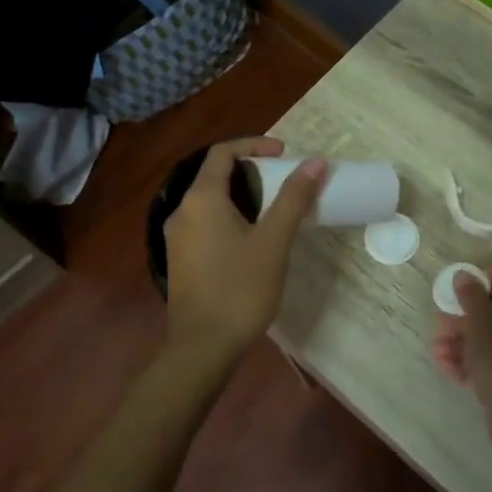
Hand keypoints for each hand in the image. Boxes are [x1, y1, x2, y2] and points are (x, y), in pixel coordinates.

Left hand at [164, 137, 326, 370]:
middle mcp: (181, 211)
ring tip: (274, 209)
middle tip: (283, 182)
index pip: (222, 153)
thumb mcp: (273, 241)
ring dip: (241, 196)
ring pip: (210, 201)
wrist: (203, 347)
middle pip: (215, 175)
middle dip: (251, 171)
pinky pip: (205, 223)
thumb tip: (314, 162)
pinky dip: (229, 217)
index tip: (283, 154)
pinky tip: (252, 239)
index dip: (254, 145)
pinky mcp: (180, 259)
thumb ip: (293, 198)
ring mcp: (177, 237)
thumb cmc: (240, 289)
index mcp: (201, 199)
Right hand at [429, 264, 491, 436]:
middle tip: (440, 323)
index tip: (460, 285)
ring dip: (463, 341)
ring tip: (436, 350)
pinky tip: (447, 369)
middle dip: (465, 317)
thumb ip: (470, 294)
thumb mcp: (481, 321)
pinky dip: (474, 362)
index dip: (486, 277)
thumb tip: (464, 275)